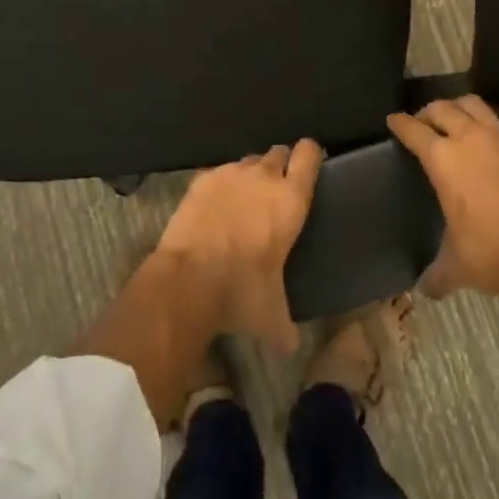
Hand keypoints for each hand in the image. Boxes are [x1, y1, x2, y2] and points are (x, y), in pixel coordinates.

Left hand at [154, 141, 321, 352]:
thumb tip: (290, 346)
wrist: (188, 279)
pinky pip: (219, 173)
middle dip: (280, 165)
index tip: (310, 164)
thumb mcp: (272, 315)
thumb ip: (285, 326)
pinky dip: (220, 185)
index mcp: (291, 199)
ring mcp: (231, 173)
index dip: (311, 155)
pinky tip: (214, 208)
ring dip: (250, 175)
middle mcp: (264, 176)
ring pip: (248, 161)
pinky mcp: (202, 179)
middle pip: (279, 152)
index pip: (309, 155)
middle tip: (275, 190)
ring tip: (243, 200)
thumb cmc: (241, 291)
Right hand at [388, 98, 498, 300]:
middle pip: (443, 109)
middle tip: (425, 122)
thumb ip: (436, 274)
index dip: (400, 124)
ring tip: (460, 116)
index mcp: (443, 159)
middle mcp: (470, 138)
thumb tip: (424, 290)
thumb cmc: (494, 255)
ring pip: (477, 104)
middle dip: (429, 111)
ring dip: (464, 107)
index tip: (394, 120)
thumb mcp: (456, 266)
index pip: (413, 131)